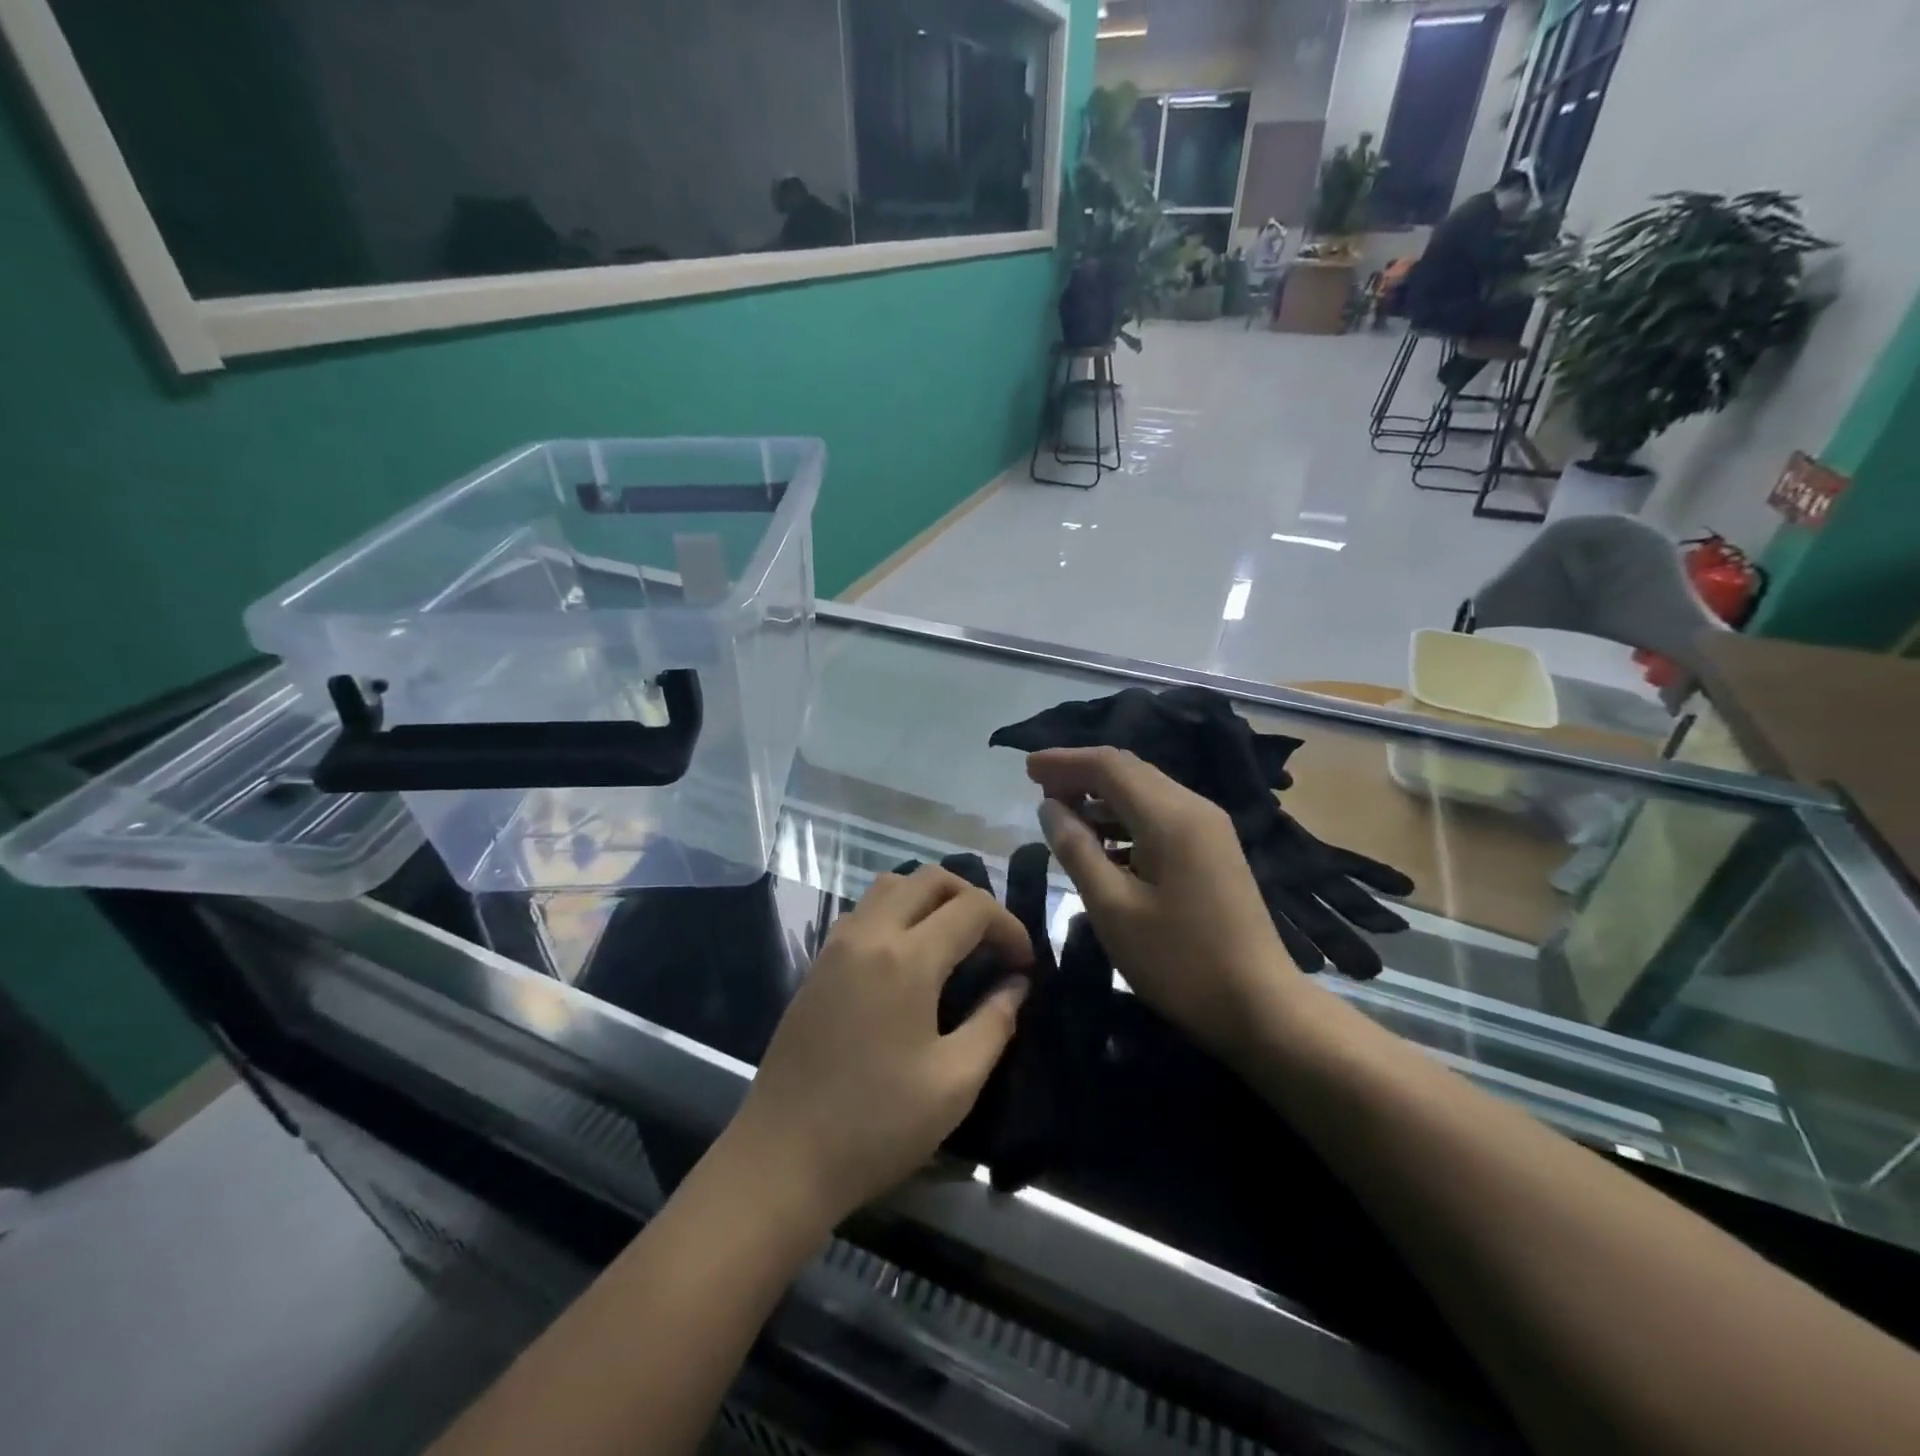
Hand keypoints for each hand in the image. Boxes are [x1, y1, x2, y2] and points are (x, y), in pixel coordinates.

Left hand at [724, 866, 1032, 1229]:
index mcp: (907, 959)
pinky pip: (864, 911)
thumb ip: (994, 1023)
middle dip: (972, 897)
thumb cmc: (876, 1125)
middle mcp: (869, 934)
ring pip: (891, 886)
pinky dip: (896, 912)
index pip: (972, 908)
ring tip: (953, 940)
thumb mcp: (954, 1083)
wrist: (782, 1157)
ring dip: (930, 897)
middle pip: (929, 879)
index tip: (1024, 963)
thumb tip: (1016, 985)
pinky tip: (907, 957)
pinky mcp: (818, 964)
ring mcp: (837, 946)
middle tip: (993, 941)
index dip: (1008, 926)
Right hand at [1029, 746, 1297, 1060]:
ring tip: (1062, 817)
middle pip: (1129, 771)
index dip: (1064, 761)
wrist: (1261, 1006)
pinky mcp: (1214, 849)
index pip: (1109, 765)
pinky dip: (1125, 818)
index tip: (1026, 768)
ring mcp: (1209, 828)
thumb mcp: (1113, 908)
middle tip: (1038, 789)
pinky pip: (1161, 816)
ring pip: (1145, 792)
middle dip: (1080, 774)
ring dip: (1101, 797)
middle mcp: (1194, 808)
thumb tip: (1049, 807)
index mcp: (1170, 816)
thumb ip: (1077, 850)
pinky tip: (1102, 844)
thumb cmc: (1179, 961)